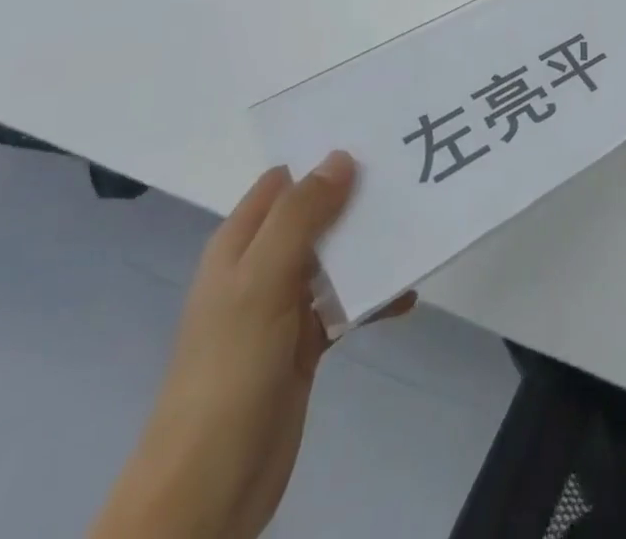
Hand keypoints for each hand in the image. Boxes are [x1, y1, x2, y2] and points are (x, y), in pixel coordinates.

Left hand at [90, 154, 413, 538]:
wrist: (208, 488)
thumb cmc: (230, 369)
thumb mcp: (262, 281)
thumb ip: (300, 216)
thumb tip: (341, 156)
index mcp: (240, 244)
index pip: (283, 180)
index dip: (322, 157)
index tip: (374, 138)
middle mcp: (261, 266)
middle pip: (315, 215)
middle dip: (357, 198)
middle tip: (408, 176)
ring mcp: (282, 307)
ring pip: (334, 258)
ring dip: (370, 247)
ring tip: (417, 227)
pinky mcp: (304, 344)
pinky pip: (345, 305)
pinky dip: (374, 297)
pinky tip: (406, 296)